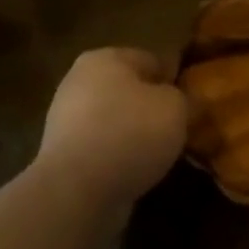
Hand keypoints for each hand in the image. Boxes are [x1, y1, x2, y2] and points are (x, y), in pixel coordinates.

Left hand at [38, 48, 188, 208]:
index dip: (172, 80)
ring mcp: (65, 119)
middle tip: (175, 130)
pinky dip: (117, 158)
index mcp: (105, 58)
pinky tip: (135, 172)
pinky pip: (101, 149)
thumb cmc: (131, 133)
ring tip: (158, 156)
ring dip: (134, 136)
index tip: (188, 103)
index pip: (150, 60)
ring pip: (114, 121)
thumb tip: (172, 100)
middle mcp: (79, 81)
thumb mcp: (175, 107)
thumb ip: (179, 97)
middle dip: (150, 109)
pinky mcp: (61, 155)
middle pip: (128, 91)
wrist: (78, 190)